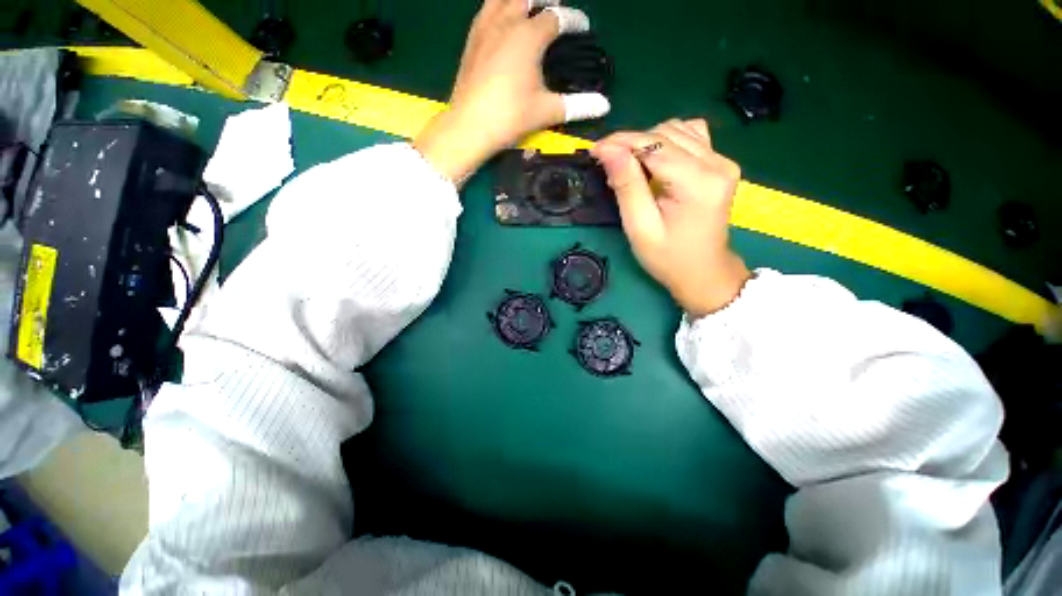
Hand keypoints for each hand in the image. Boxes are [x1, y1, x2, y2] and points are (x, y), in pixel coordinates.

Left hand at [414, 0, 609, 183]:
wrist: (469, 126)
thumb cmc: (510, 117)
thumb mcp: (546, 111)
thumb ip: (577, 106)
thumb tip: (605, 106)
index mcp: (529, 36)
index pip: (557, 18)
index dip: (573, 20)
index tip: (582, 26)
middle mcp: (507, 22)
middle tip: (555, 6)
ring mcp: (485, 28)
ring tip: (529, 7)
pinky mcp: (471, 40)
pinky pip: (486, 10)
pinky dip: (498, 7)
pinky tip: (501, 19)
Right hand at [592, 119, 751, 317]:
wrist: (703, 271)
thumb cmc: (668, 258)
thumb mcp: (640, 227)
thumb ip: (627, 186)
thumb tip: (608, 150)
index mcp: (698, 183)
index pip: (654, 146)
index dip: (621, 143)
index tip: (594, 150)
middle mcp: (717, 163)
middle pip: (665, 133)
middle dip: (632, 143)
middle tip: (609, 166)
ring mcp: (723, 161)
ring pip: (677, 130)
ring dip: (647, 142)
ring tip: (629, 166)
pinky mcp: (721, 163)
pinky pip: (690, 135)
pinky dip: (666, 143)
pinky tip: (655, 161)